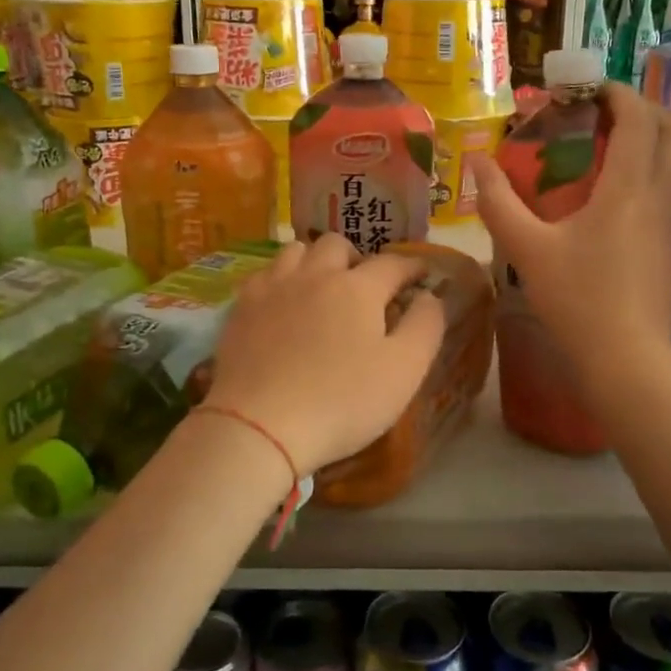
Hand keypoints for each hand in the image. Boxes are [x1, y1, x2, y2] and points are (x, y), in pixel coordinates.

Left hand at [201, 236, 445, 477]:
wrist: (260, 425)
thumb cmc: (342, 402)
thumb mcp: (404, 371)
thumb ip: (425, 326)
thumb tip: (429, 295)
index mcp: (358, 288)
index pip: (393, 263)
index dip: (411, 267)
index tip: (421, 275)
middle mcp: (315, 275)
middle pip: (338, 245)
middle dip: (357, 258)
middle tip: (364, 286)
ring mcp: (273, 287)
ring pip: (296, 251)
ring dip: (315, 261)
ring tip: (320, 287)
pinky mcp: (241, 307)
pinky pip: (263, 274)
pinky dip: (280, 279)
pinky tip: (282, 303)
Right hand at [474, 84, 670, 380]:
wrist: (627, 359)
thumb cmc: (576, 299)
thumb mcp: (526, 249)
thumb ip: (498, 202)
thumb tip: (476, 162)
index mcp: (629, 187)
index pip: (637, 117)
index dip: (616, 93)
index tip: (587, 90)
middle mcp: (662, 194)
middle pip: (669, 129)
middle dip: (639, 108)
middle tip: (601, 112)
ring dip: (656, 135)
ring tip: (618, 141)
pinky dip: (661, 165)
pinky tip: (631, 187)